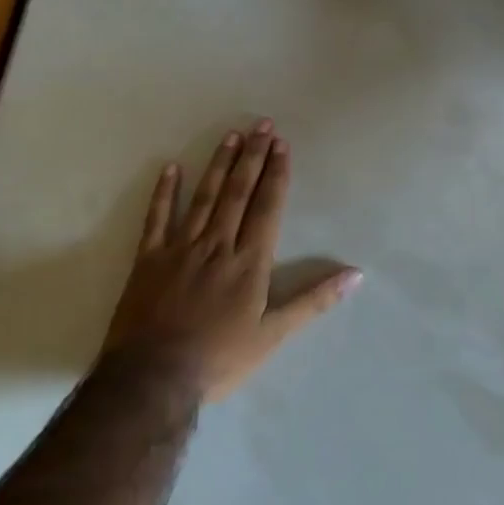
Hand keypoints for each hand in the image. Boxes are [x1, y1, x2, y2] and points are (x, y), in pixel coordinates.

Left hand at [105, 119, 359, 400]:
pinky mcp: (148, 260)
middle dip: (253, 156)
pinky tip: (171, 168)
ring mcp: (180, 248)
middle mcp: (217, 244)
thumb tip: (356, 275)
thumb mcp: (274, 335)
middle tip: (261, 124)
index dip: (276, 174)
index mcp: (249, 261)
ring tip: (231, 136)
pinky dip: (164, 192)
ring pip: (204, 197)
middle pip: (238, 192)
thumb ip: (314, 300)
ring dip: (219, 164)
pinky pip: (156, 219)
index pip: (267, 206)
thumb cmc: (219, 358)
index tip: (281, 144)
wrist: (152, 380)